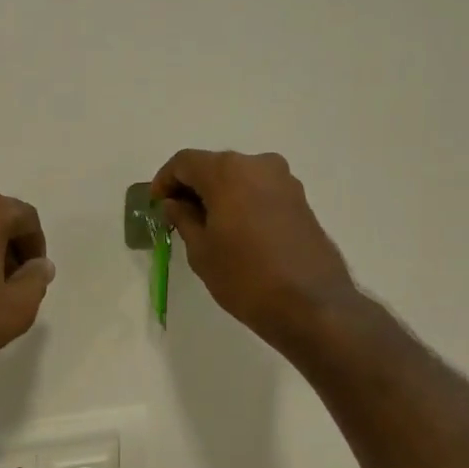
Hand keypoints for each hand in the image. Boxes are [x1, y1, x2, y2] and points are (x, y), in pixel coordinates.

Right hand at [151, 150, 355, 348]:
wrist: (312, 305)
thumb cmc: (245, 277)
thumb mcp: (201, 251)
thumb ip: (183, 218)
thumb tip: (175, 204)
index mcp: (228, 171)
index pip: (185, 162)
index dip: (165, 180)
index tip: (156, 204)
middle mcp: (258, 164)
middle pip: (214, 166)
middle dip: (192, 187)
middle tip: (176, 216)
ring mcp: (284, 181)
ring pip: (239, 178)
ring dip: (218, 195)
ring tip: (205, 227)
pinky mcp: (300, 201)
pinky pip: (259, 192)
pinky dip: (241, 203)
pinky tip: (234, 232)